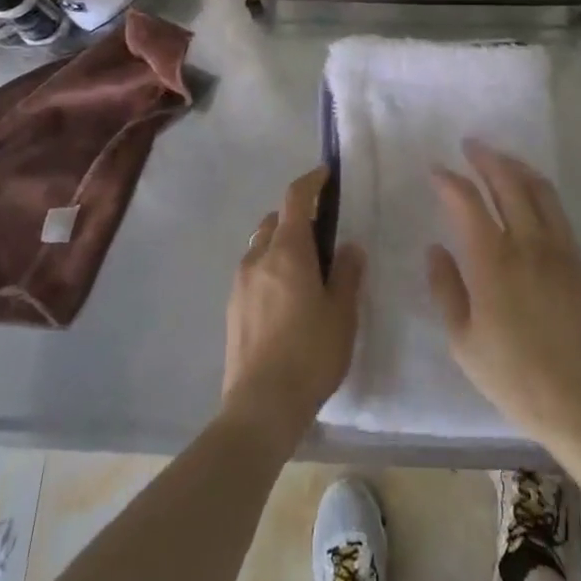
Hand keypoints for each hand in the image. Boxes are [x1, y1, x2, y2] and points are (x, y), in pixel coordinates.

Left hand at [222, 167, 364, 445]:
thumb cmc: (310, 354)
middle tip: (322, 234)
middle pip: (274, 220)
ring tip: (306, 269)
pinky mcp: (232, 307)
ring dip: (281, 243)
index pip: (295, 198)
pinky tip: (287, 298)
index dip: (311, 181)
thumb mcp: (342, 313)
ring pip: (260, 245)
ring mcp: (240, 282)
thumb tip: (348, 247)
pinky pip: (253, 271)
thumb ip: (347, 273)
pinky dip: (270, 268)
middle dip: (296, 216)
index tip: (326, 175)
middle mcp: (258, 257)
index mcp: (287, 251)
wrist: (261, 405)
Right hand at [428, 142, 580, 446]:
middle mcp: (529, 245)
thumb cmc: (512, 376)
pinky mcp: (580, 263)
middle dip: (486, 158)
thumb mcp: (463, 340)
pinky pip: (558, 213)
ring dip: (517, 167)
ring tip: (500, 159)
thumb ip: (445, 288)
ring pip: (540, 191)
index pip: (468, 202)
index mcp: (493, 262)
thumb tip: (436, 248)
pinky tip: (530, 196)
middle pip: (508, 183)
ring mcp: (560, 251)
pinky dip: (540, 192)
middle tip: (470, 145)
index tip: (436, 170)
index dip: (450, 181)